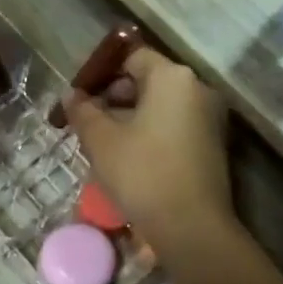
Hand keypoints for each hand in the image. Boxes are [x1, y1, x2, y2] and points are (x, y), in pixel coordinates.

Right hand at [62, 47, 230, 251]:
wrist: (190, 226)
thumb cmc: (142, 173)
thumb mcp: (101, 141)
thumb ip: (83, 111)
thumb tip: (71, 94)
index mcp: (172, 78)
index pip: (132, 57)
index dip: (101, 73)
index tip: (79, 98)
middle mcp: (197, 89)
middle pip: (148, 80)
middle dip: (114, 97)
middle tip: (86, 122)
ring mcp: (209, 118)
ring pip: (159, 106)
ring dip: (129, 118)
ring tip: (102, 143)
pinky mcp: (211, 145)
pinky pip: (173, 126)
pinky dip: (149, 133)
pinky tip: (127, 158)